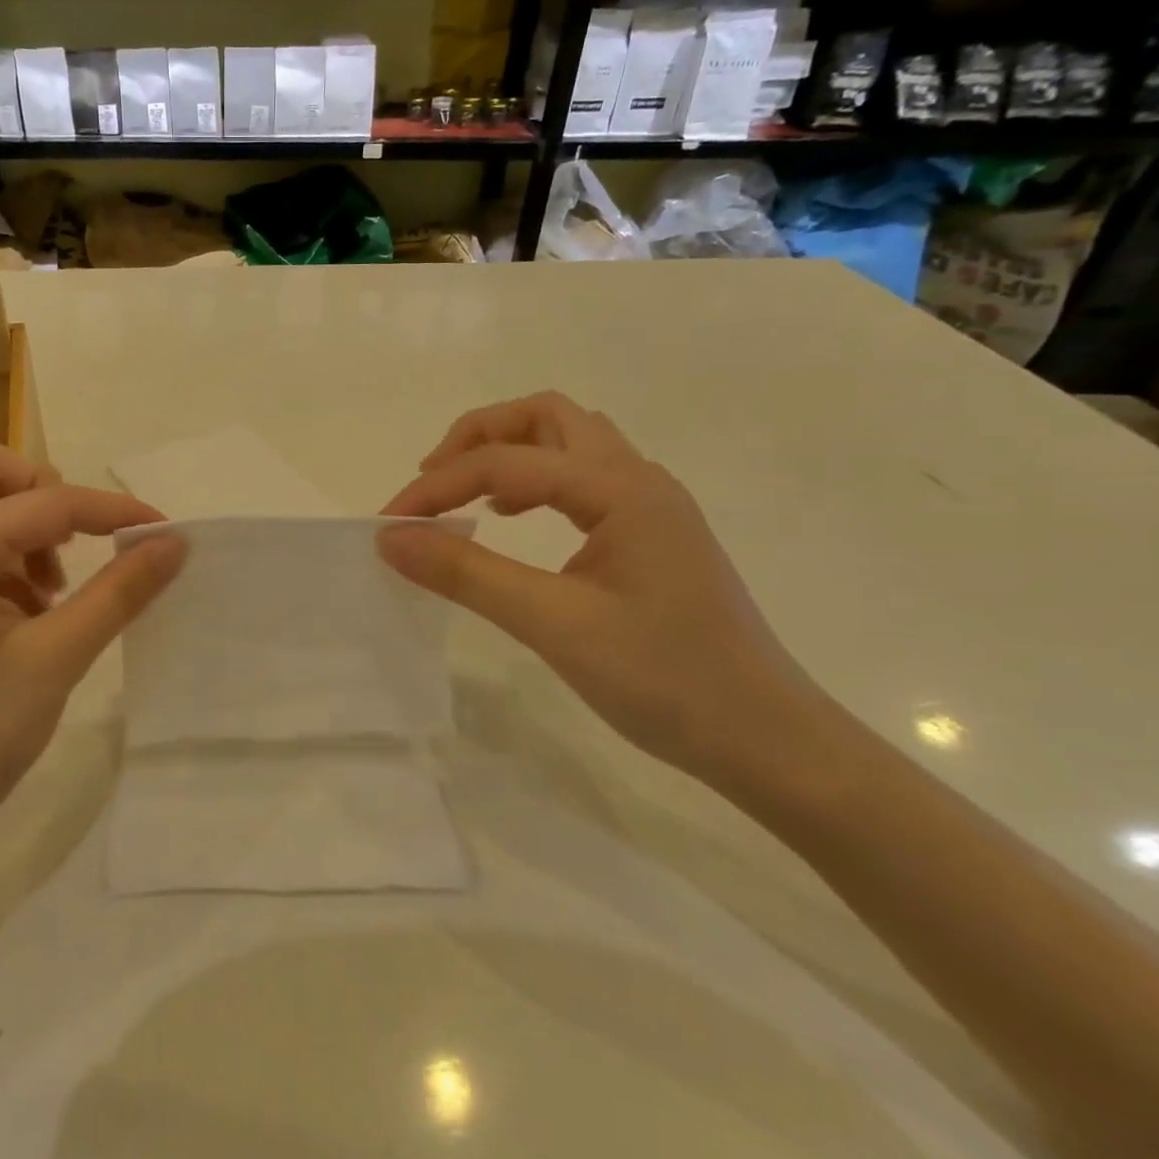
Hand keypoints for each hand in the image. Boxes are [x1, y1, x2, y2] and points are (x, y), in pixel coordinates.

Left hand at [0, 440, 185, 906]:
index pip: (46, 501)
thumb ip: (118, 591)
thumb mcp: (55, 660)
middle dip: (38, 492)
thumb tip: (171, 543)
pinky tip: (16, 621)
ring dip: (14, 528)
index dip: (111, 511)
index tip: (160, 531)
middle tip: (71, 549)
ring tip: (48, 598)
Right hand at [379, 393, 829, 788]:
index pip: (506, 463)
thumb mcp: (554, 625)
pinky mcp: (649, 534)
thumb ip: (467, 574)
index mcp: (621, 489)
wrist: (768, 741)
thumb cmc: (666, 681)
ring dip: (508, 452)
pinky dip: (533, 480)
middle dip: (478, 436)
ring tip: (464, 495)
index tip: (389, 525)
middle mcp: (639, 479)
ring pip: (568, 441)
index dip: (438, 487)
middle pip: (546, 417)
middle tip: (431, 480)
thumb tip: (391, 538)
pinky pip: (581, 478)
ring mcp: (650, 505)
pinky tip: (512, 521)